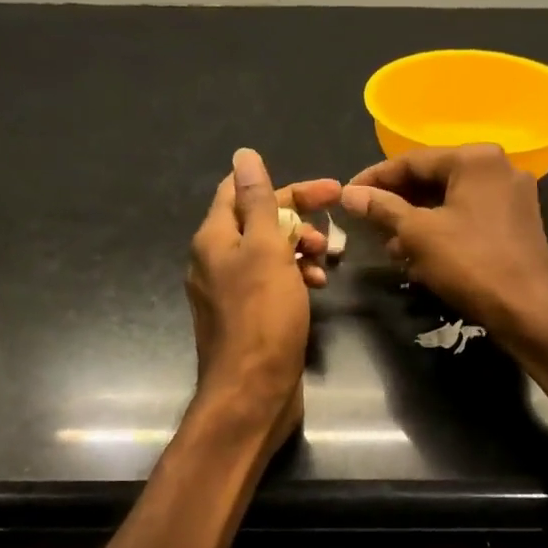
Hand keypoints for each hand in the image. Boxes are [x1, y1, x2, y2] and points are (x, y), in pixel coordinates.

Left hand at [188, 148, 340, 450]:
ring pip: (269, 254)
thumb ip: (258, 202)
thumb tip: (244, 154)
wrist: (251, 392)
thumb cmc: (262, 317)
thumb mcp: (264, 250)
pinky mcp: (247, 316)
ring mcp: (230, 290)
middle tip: (333, 233)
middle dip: (299, 221)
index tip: (330, 191)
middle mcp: (215, 260)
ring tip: (327, 262)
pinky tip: (317, 287)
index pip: (242, 190)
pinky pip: (272, 283)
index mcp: (214, 238)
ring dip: (300, 250)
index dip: (287, 186)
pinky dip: (295, 278)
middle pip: (259, 222)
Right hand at [341, 144, 547, 348]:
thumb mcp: (418, 234)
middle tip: (366, 222)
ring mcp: (513, 195)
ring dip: (417, 220)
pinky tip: (421, 253)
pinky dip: (442, 229)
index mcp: (475, 159)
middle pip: (433, 178)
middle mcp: (499, 167)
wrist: (528, 309)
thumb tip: (348, 194)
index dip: (375, 179)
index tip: (347, 195)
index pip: (412, 161)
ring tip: (390, 246)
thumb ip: (382, 208)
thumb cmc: (470, 263)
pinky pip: (469, 216)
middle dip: (397, 203)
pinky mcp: (517, 222)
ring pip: (450, 200)